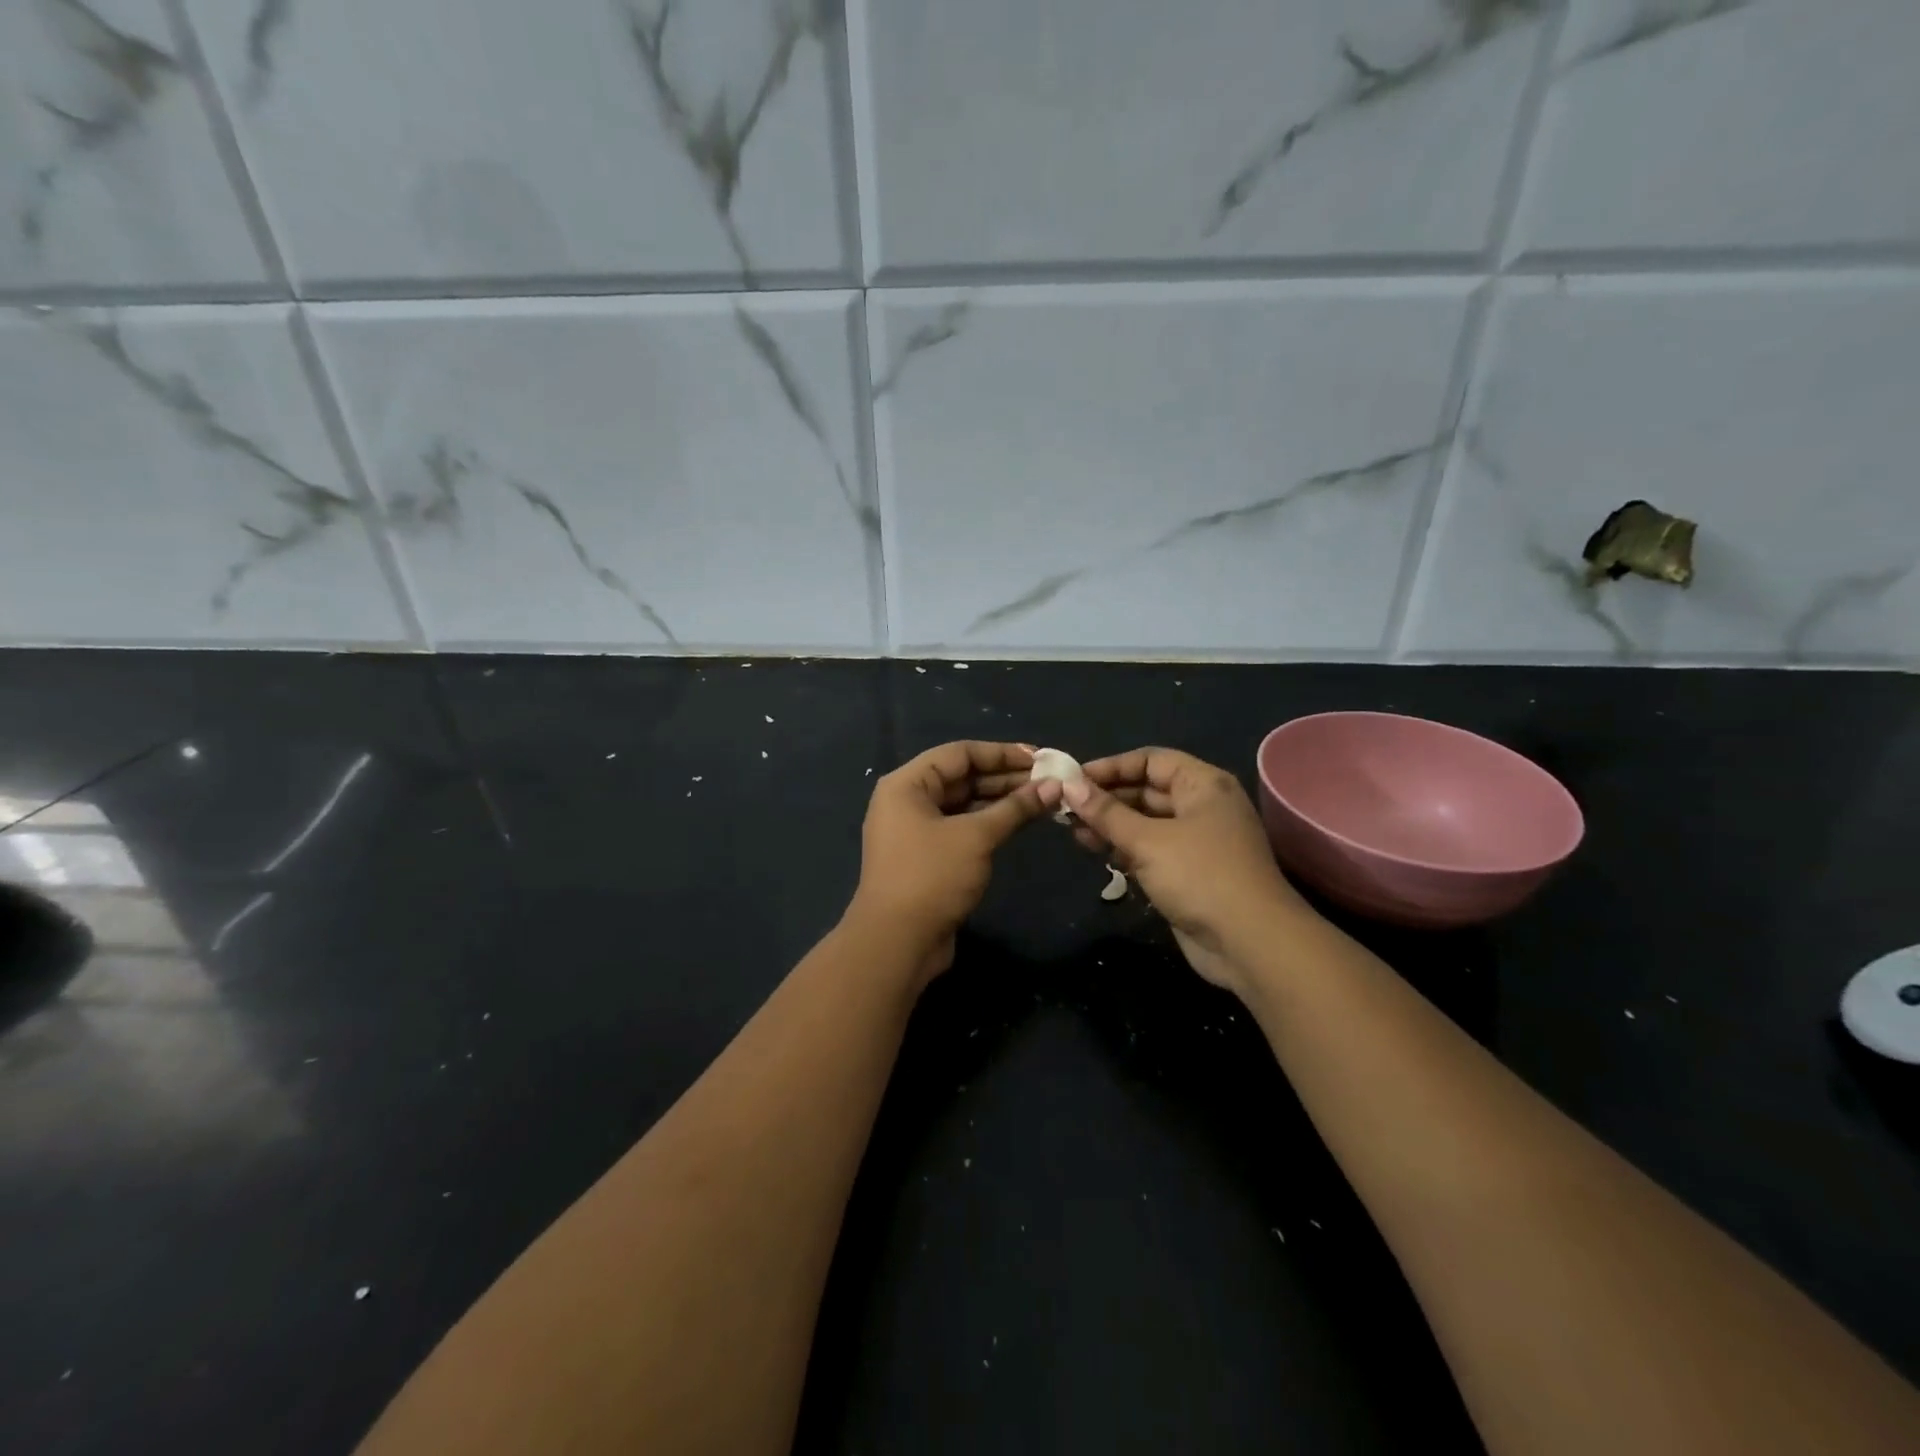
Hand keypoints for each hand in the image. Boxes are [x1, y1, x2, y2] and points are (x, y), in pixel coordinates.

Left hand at [847, 741, 1058, 983]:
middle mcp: (907, 801)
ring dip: (1000, 801)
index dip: (1001, 753)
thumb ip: (1015, 808)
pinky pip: (961, 828)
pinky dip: (988, 823)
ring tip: (1043, 800)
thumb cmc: (932, 877)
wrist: (897, 942)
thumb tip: (1054, 786)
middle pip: (961, 777)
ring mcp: (915, 831)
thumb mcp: (976, 837)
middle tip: (1048, 781)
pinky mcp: (926, 857)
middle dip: (1005, 778)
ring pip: (963, 804)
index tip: (1040, 758)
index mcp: (907, 784)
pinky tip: (1019, 823)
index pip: (959, 753)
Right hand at [1063, 747, 1310, 991]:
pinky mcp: (1189, 872)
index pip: (1150, 761)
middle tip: (1066, 807)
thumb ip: (1107, 813)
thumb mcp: (1147, 841)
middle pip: (1147, 790)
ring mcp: (1197, 841)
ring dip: (1111, 825)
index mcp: (1203, 785)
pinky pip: (1150, 849)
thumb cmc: (1200, 876)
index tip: (1073, 779)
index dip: (1112, 767)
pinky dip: (1124, 848)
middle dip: (1106, 798)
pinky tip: (1095, 851)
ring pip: (1146, 822)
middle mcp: (1202, 806)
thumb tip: (1070, 785)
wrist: (1250, 943)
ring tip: (1072, 831)